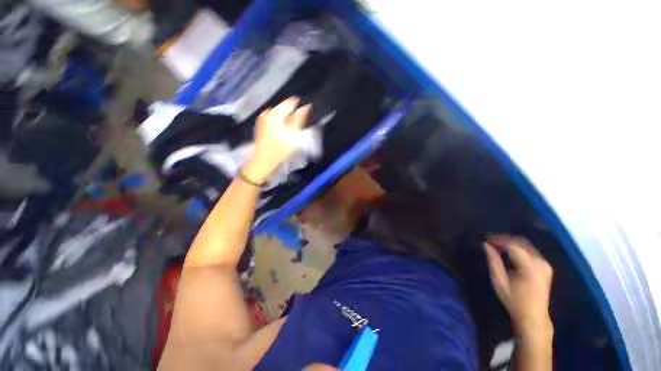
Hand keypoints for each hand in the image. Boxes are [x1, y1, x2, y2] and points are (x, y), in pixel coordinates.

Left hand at [243, 97, 310, 183]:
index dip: (300, 107)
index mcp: (275, 114)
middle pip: (284, 107)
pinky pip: (274, 118)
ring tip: (291, 131)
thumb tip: (306, 107)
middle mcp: (267, 112)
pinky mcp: (261, 123)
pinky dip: (280, 122)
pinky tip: (283, 132)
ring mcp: (263, 118)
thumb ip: (300, 119)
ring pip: (279, 113)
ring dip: (287, 119)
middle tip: (299, 126)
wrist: (264, 160)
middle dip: (293, 114)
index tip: (306, 114)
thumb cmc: (280, 149)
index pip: (290, 102)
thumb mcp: (293, 135)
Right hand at [484, 235, 553, 338]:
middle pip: (521, 242)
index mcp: (530, 267)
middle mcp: (540, 262)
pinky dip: (518, 248)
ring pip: (526, 245)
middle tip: (490, 240)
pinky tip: (508, 252)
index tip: (485, 239)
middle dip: (504, 239)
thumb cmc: (514, 301)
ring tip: (496, 245)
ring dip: (510, 243)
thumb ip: (493, 261)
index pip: (512, 246)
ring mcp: (545, 264)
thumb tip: (486, 244)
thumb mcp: (499, 281)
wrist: (533, 317)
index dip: (498, 240)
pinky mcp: (545, 266)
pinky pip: (530, 251)